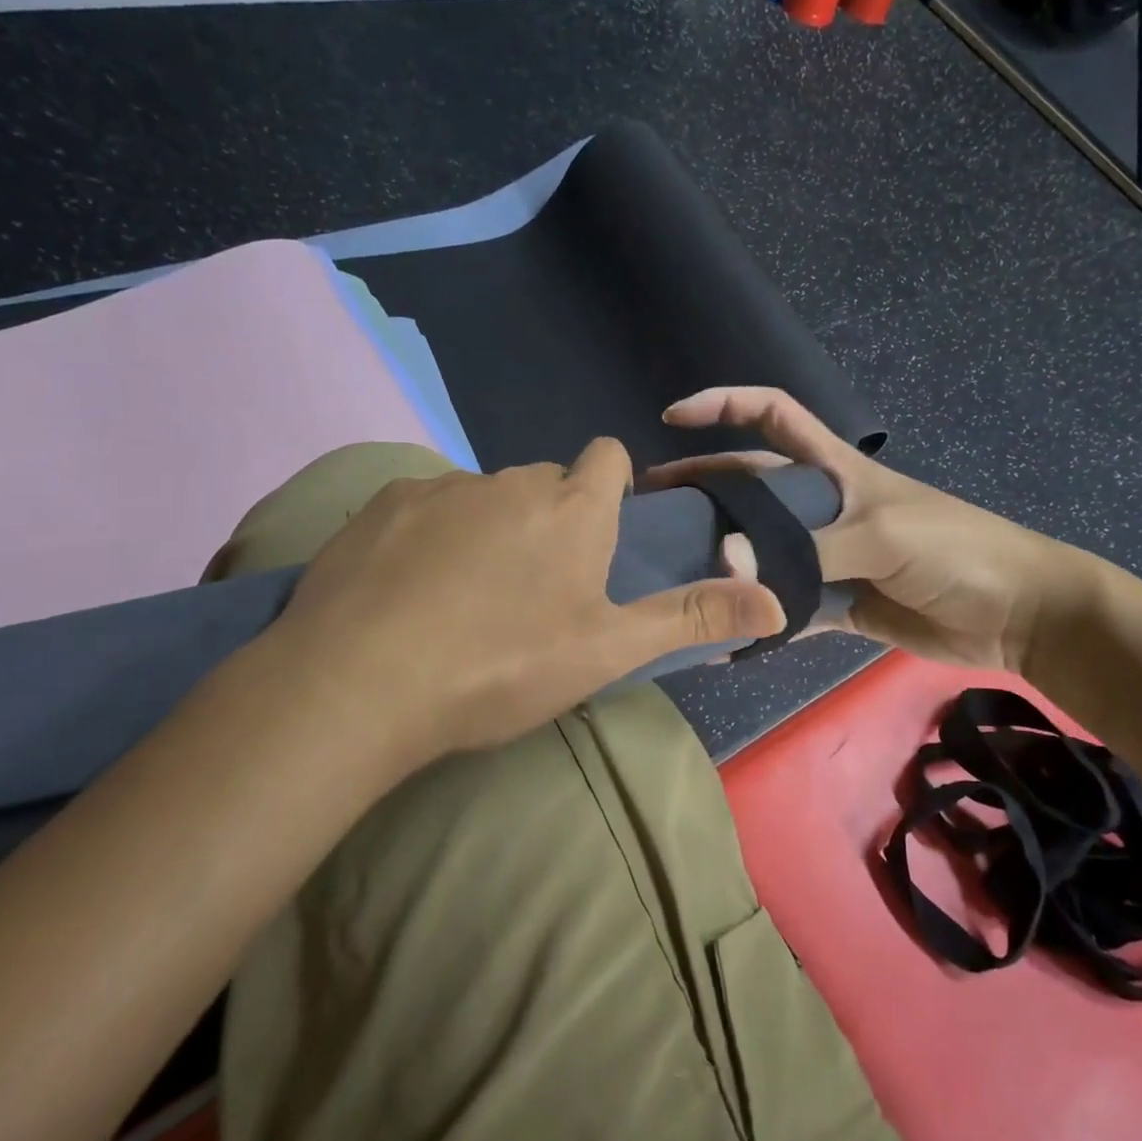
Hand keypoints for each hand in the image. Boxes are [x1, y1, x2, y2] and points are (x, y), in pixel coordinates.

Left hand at [261, 437, 783, 774]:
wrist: (361, 682)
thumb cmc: (502, 664)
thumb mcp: (607, 650)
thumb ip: (693, 617)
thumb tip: (781, 601)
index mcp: (572, 508)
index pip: (606, 458)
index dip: (610, 486)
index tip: (600, 534)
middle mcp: (511, 481)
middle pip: (544, 483)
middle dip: (550, 519)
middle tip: (536, 590)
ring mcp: (440, 487)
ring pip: (484, 496)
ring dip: (489, 529)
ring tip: (467, 599)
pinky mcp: (380, 504)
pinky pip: (424, 507)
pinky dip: (430, 536)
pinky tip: (410, 591)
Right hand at [645, 388, 1092, 672]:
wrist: (1017, 616)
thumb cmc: (956, 550)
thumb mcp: (881, 535)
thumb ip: (806, 548)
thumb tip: (725, 559)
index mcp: (835, 470)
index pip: (774, 416)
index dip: (725, 404)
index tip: (673, 416)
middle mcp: (824, 507)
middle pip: (752, 490)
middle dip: (703, 492)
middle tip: (647, 514)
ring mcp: (829, 557)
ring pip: (763, 553)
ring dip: (723, 563)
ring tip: (670, 578)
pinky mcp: (839, 605)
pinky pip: (787, 611)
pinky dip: (758, 624)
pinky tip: (720, 642)